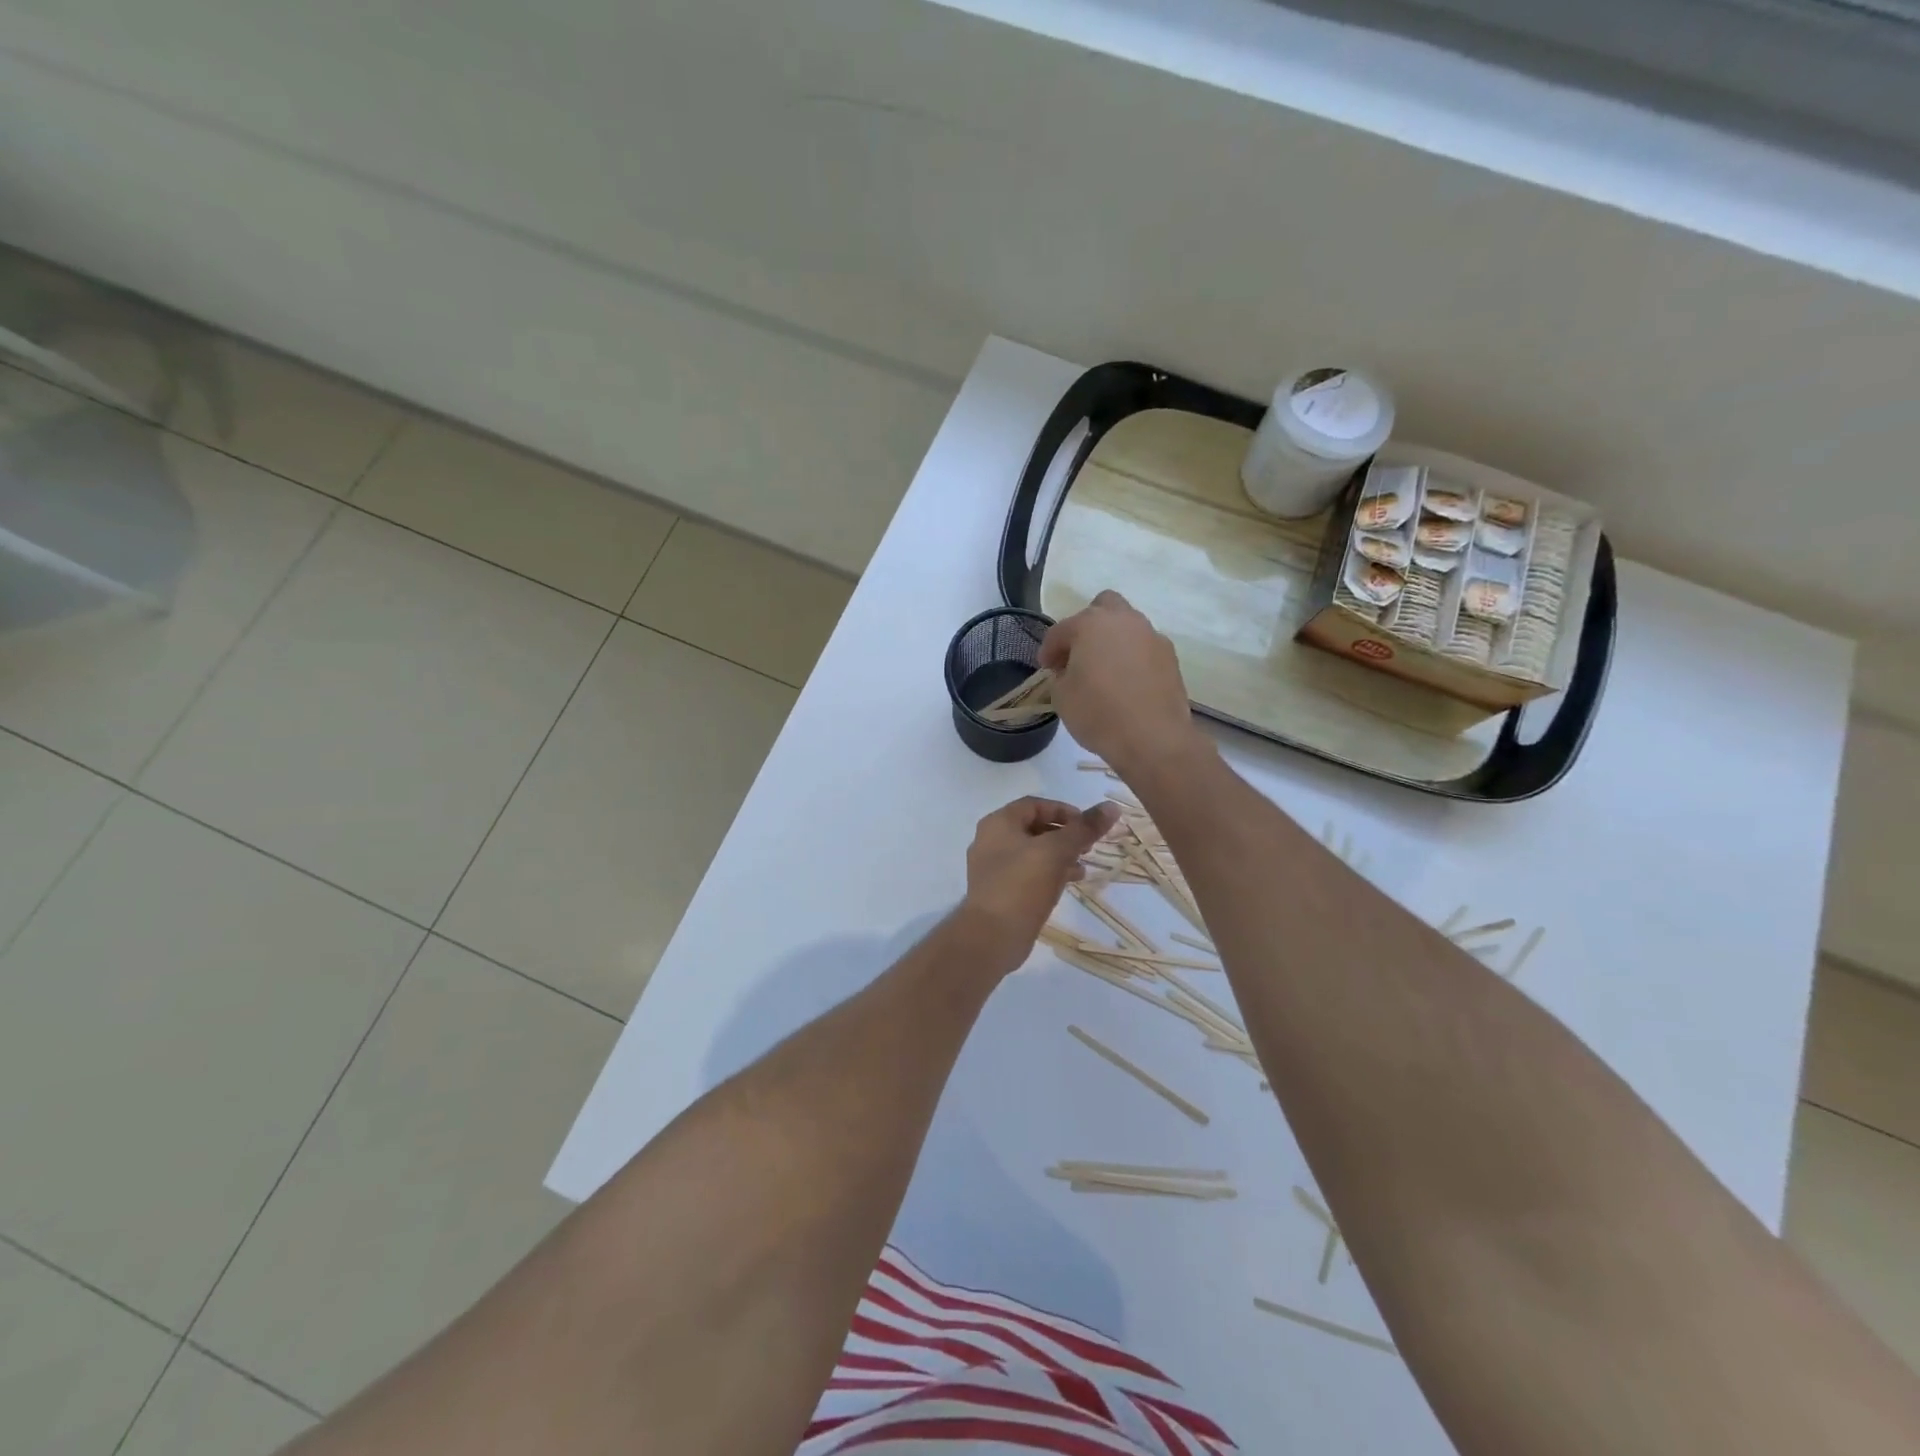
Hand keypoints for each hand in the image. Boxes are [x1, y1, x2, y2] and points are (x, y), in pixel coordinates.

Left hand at [961, 796, 1118, 966]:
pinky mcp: (999, 891)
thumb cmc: (1022, 884)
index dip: (1063, 810)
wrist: (992, 936)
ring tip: (1083, 866)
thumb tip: (1111, 807)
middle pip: (1033, 828)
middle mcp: (991, 841)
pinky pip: (1027, 873)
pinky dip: (1048, 873)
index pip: (1034, 805)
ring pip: (1032, 852)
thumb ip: (1084, 828)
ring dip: (1059, 855)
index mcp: (998, 823)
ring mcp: (992, 868)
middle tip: (1088, 845)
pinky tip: (1068, 883)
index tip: (1087, 824)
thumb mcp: (1057, 851)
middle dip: (1064, 835)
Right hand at [1039, 591, 1204, 777]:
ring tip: (1104, 670)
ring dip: (1113, 641)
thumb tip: (1070, 670)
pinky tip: (1127, 683)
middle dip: (1087, 626)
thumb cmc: (1098, 714)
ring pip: (1128, 627)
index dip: (1049, 650)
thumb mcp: (1062, 697)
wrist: (1153, 738)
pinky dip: (1133, 658)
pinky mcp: (1170, 657)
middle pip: (1103, 607)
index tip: (1046, 668)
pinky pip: (1144, 648)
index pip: (1061, 630)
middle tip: (1079, 654)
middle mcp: (1124, 621)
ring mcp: (1151, 636)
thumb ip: (1061, 675)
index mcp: (1091, 624)